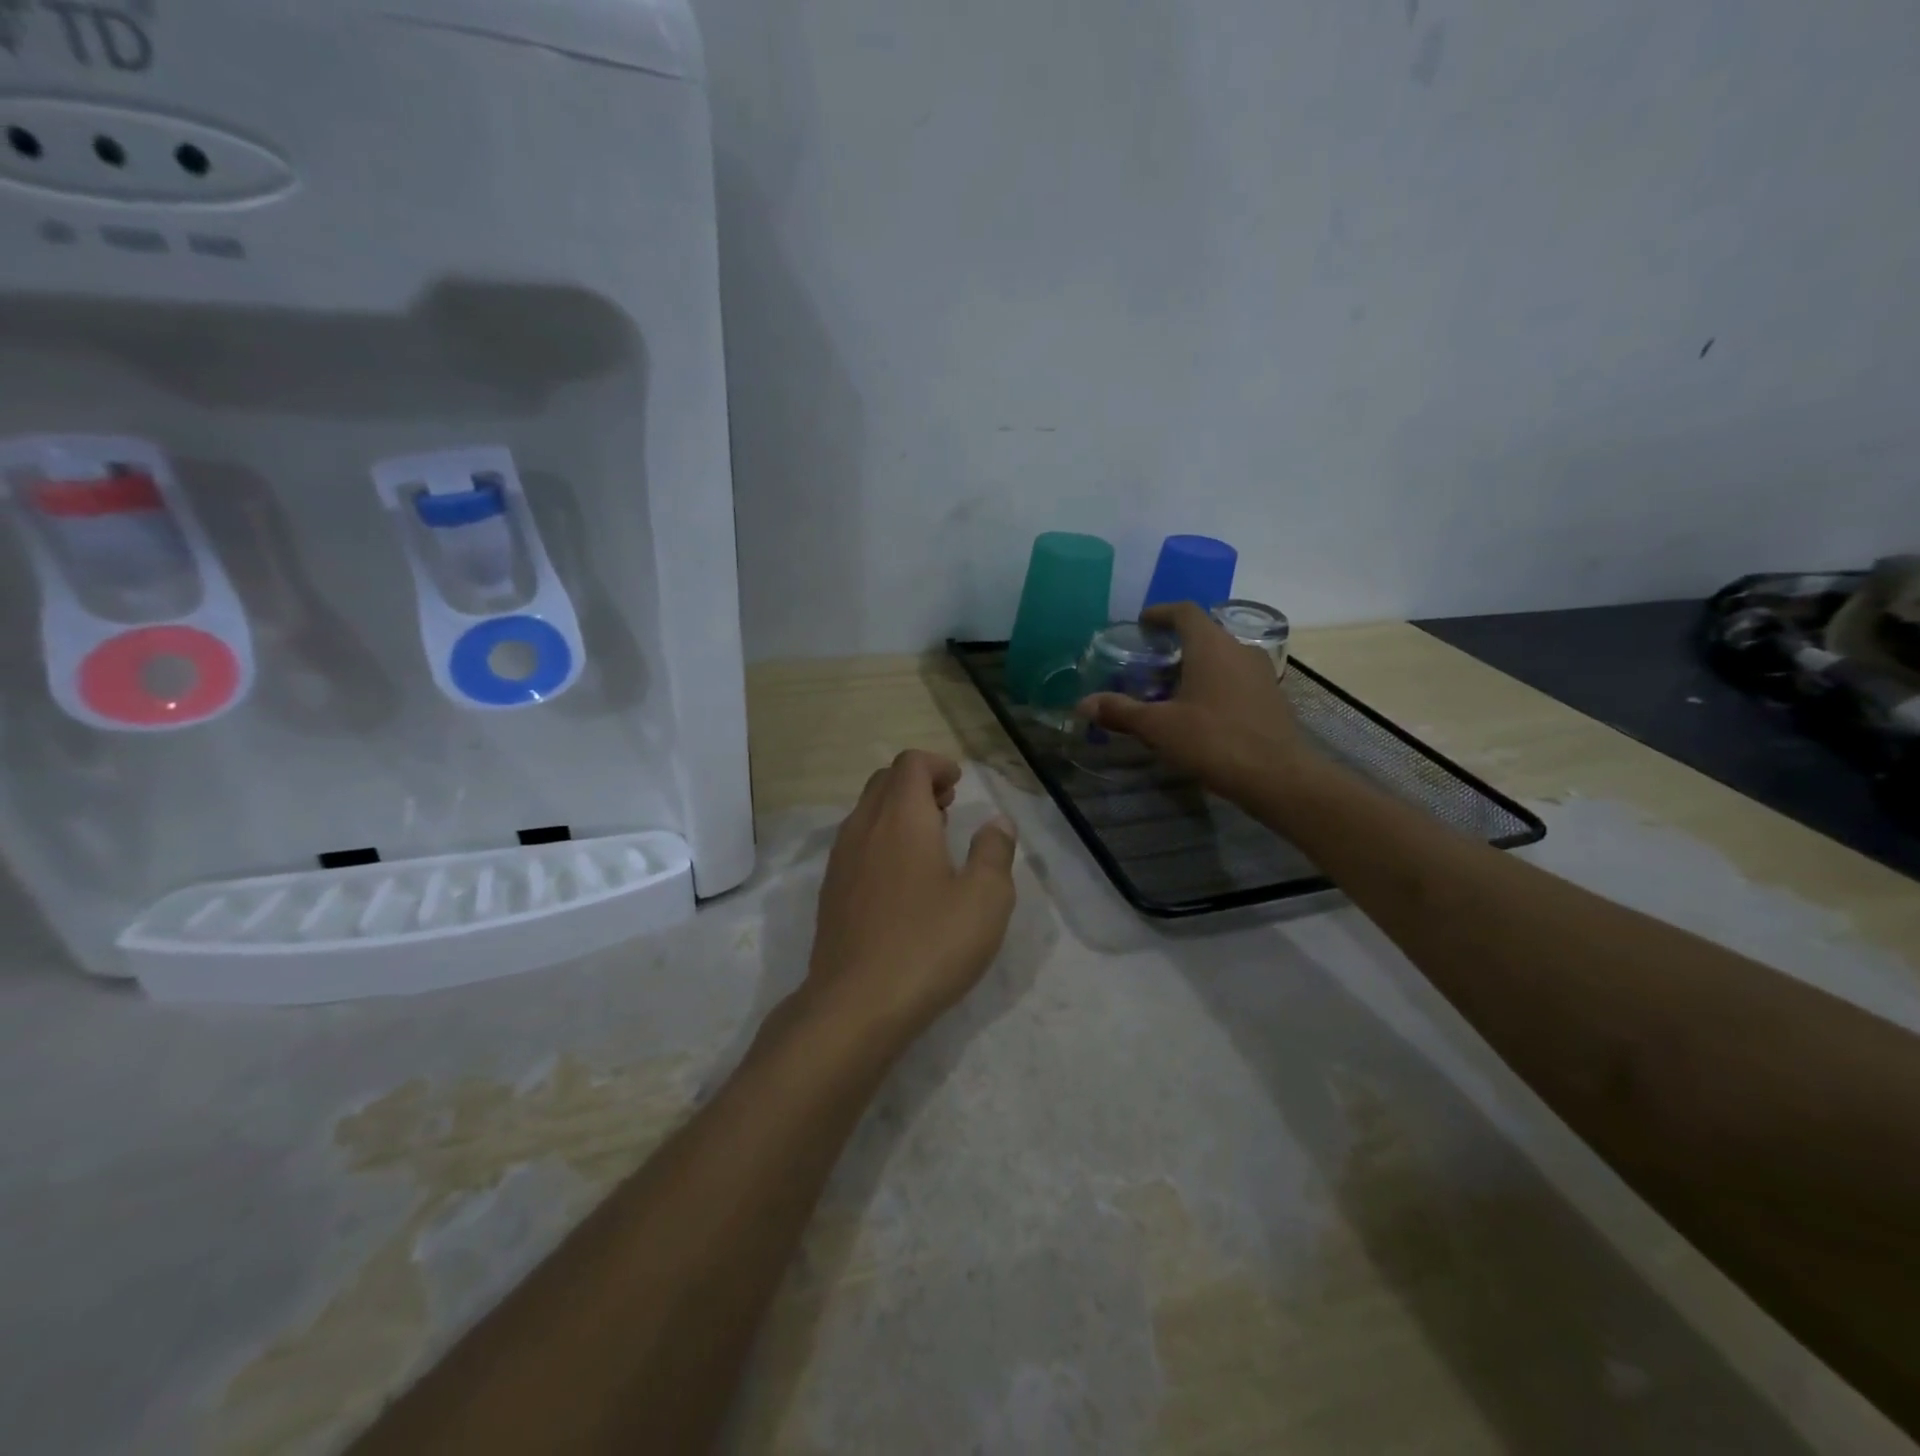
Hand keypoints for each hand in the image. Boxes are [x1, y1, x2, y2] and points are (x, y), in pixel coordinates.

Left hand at [802, 750, 1017, 1043]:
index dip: (937, 764)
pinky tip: (903, 878)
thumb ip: (994, 853)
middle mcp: (864, 827)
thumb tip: (997, 823)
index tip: (959, 784)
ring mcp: (841, 860)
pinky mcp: (831, 891)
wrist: (856, 1004)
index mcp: (901, 818)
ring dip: (898, 811)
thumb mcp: (985, 900)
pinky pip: (856, 843)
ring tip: (931, 839)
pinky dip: (881, 838)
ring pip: (867, 812)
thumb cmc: (929, 945)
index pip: (910, 764)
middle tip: (949, 806)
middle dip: (918, 783)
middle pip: (884, 782)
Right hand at [1078, 601, 1310, 803]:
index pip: (1185, 611)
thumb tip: (1082, 704)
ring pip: (1222, 657)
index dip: (1161, 613)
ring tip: (1171, 687)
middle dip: (1176, 643)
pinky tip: (1200, 710)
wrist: (1277, 777)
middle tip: (1150, 661)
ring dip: (1197, 665)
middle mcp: (1239, 649)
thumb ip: (1120, 711)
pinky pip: (1236, 678)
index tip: (1142, 623)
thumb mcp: (1158, 727)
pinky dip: (1215, 683)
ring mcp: (1260, 673)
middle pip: (1204, 633)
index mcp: (1211, 645)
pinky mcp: (1271, 697)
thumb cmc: (1213, 741)